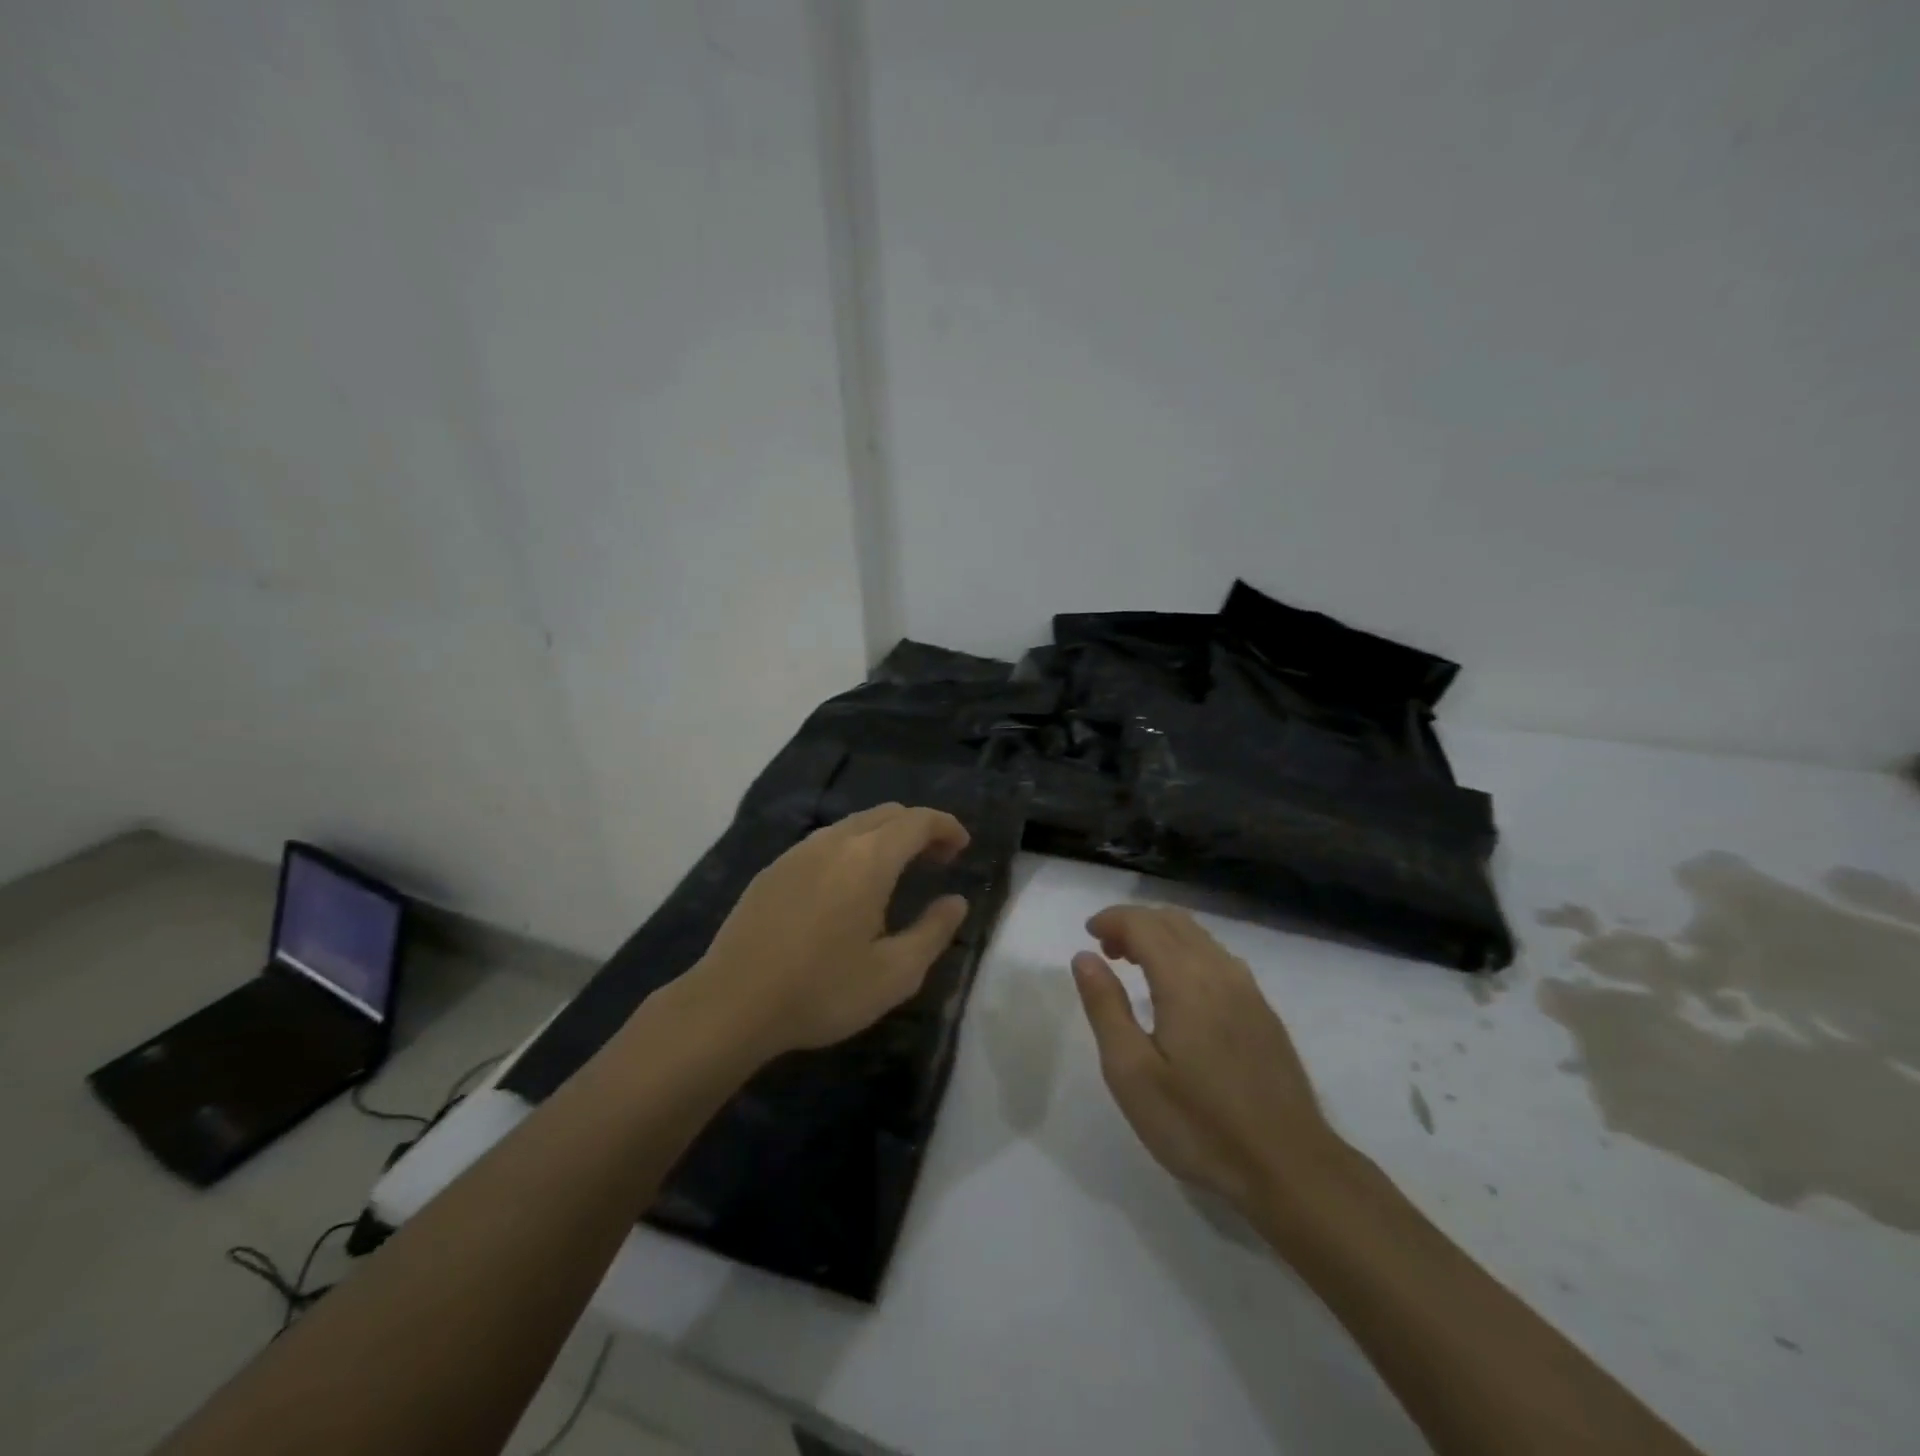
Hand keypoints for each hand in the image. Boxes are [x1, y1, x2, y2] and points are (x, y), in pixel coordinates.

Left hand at [689, 803, 970, 1060]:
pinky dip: (853, 849)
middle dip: (918, 829)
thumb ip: (933, 932)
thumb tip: (956, 901)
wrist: (731, 1004)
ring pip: (853, 825)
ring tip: (897, 873)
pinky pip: (825, 842)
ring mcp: (798, 852)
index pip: (918, 821)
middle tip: (937, 860)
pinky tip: (848, 888)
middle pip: (886, 814)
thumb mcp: (894, 974)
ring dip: (884, 838)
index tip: (962, 847)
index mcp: (869, 859)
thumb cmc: (821, 991)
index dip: (946, 827)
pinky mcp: (773, 869)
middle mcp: (834, 842)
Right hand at [1071, 905, 1336, 1213]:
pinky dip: (1188, 953)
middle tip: (1107, 952)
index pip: (1143, 923)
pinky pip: (1218, 958)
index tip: (1088, 934)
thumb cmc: (1198, 1123)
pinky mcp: (1264, 1011)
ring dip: (1162, 936)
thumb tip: (1085, 957)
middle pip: (1172, 921)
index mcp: (1184, 979)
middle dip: (1134, 924)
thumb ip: (1105, 1007)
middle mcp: (1219, 970)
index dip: (1112, 919)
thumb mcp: (1131, 1073)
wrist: (1289, 1167)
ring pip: (1199, 936)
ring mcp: (1248, 990)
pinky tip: (1180, 991)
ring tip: (1136, 966)